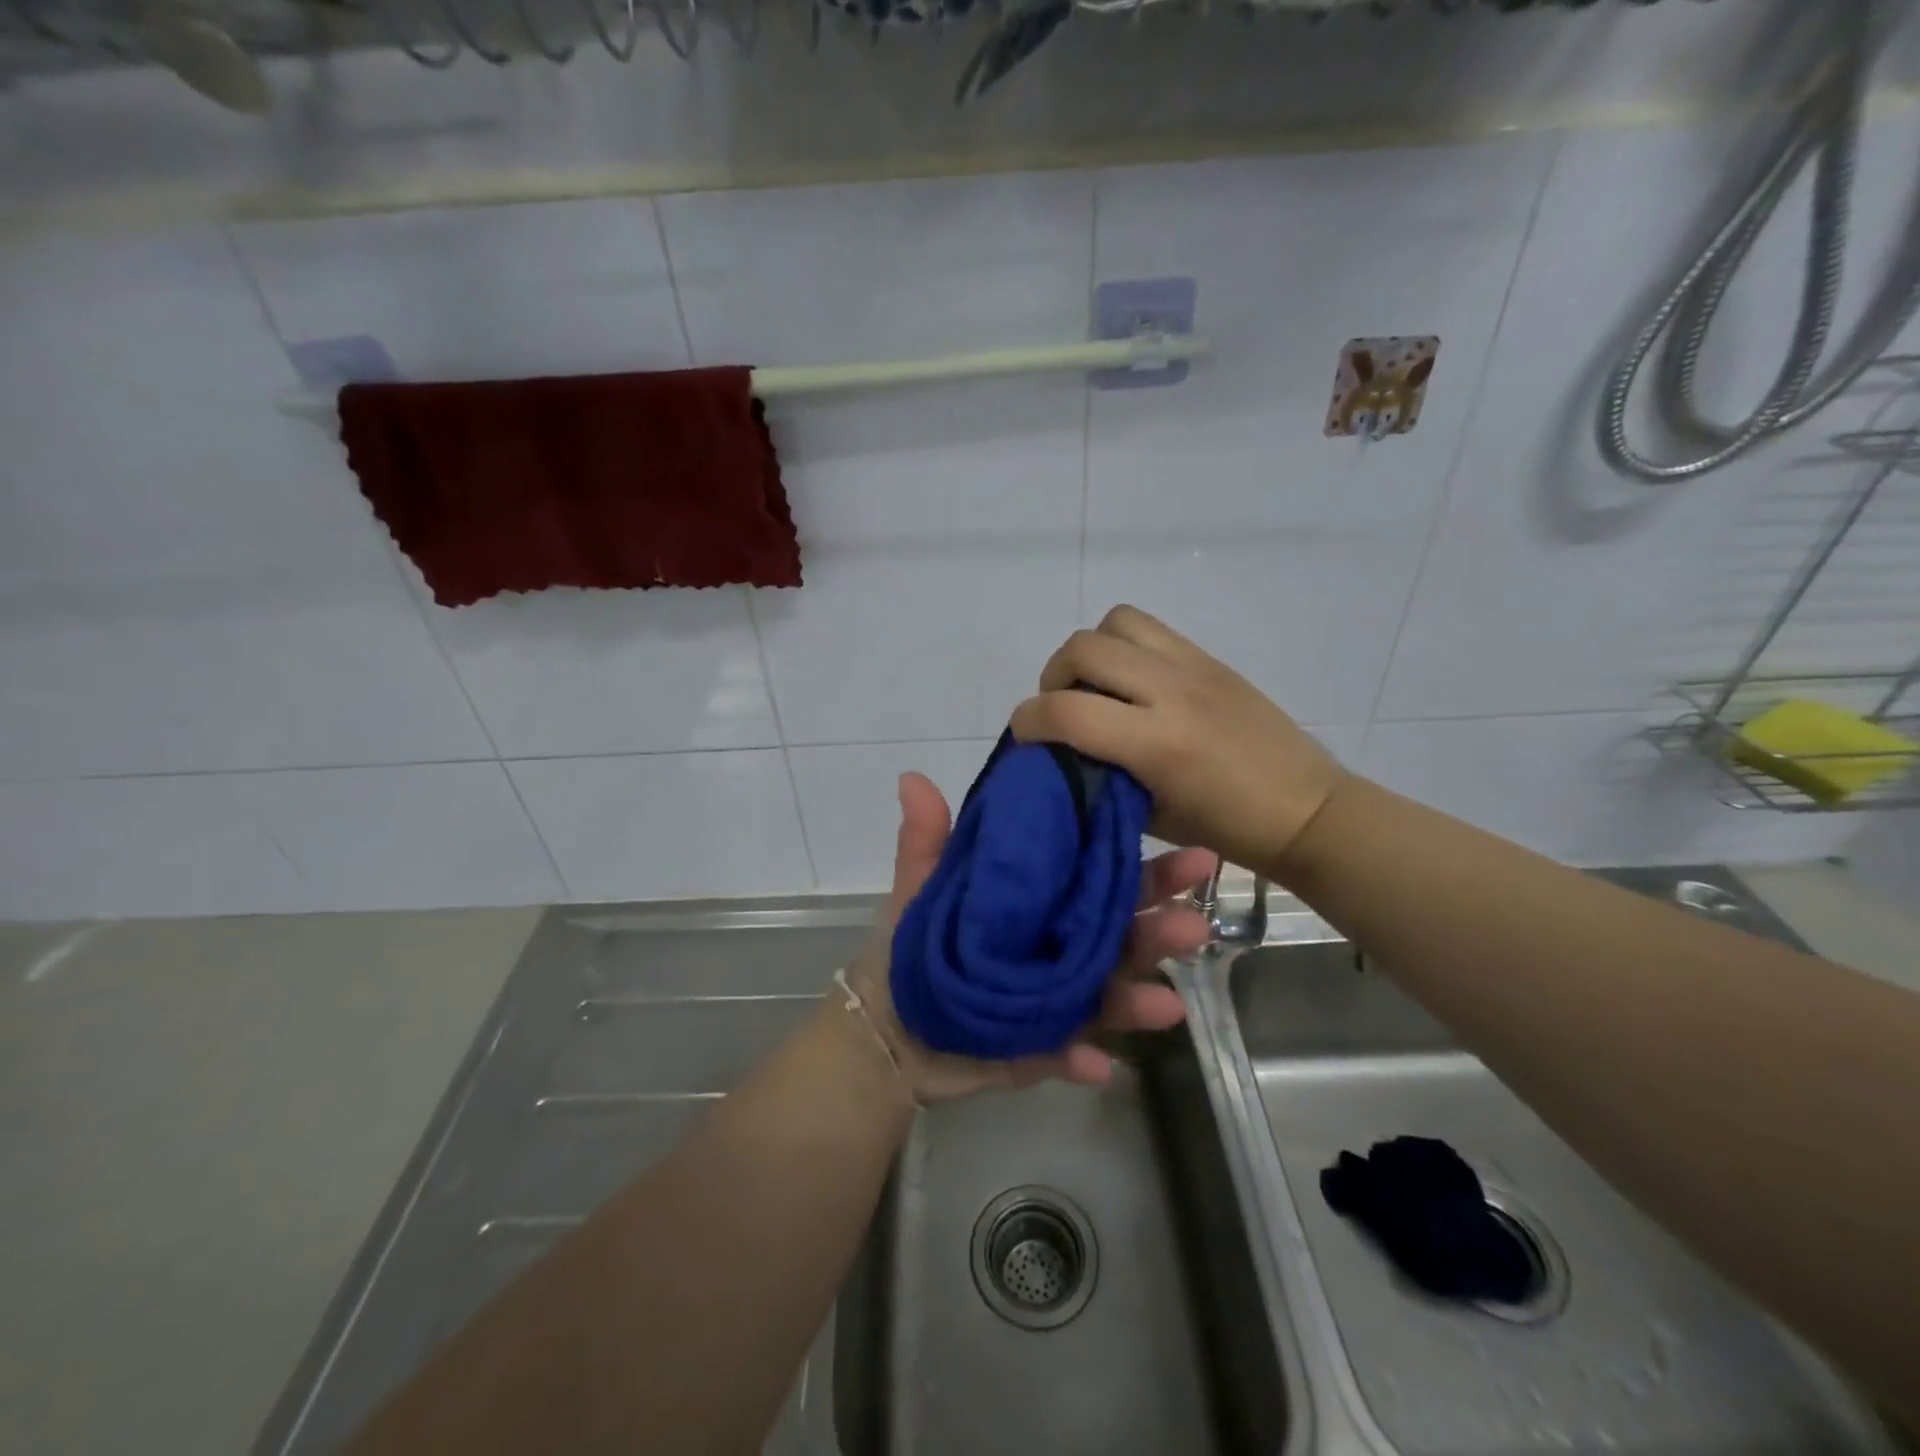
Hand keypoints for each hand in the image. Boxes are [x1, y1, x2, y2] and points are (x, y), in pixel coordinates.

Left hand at [842, 771, 1212, 1103]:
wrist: (888, 1025)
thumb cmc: (916, 944)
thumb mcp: (922, 885)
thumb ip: (927, 838)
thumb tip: (912, 776)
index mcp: (1046, 904)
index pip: (1105, 878)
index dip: (1148, 867)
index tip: (1191, 850)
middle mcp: (1064, 948)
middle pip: (1122, 935)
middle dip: (1162, 927)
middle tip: (1194, 920)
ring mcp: (1058, 1002)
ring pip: (1109, 996)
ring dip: (1137, 1000)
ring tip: (1166, 1003)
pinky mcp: (1041, 1049)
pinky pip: (1065, 1055)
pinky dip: (1079, 1059)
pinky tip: (1095, 1063)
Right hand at [1009, 604, 1349, 875]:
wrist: (1305, 809)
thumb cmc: (1226, 829)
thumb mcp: (1150, 815)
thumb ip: (1101, 775)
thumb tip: (1062, 751)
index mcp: (1158, 744)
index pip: (1066, 711)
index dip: (1027, 720)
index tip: (1024, 735)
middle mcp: (1172, 692)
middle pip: (1083, 649)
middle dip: (1053, 677)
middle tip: (1060, 707)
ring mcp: (1193, 667)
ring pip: (1115, 622)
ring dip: (1090, 650)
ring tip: (1095, 685)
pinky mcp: (1209, 658)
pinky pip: (1148, 628)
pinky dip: (1123, 644)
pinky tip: (1130, 681)